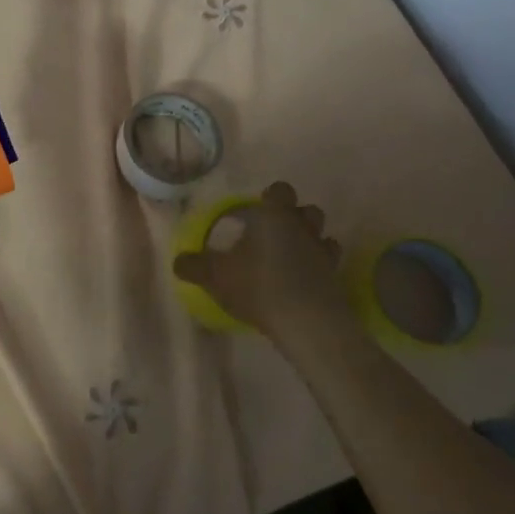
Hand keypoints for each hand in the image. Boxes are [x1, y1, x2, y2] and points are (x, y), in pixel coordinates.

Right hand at [173, 182, 356, 340]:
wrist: (307, 323)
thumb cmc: (258, 286)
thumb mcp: (215, 276)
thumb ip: (195, 266)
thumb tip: (178, 261)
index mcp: (274, 216)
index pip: (280, 190)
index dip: (270, 197)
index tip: (257, 211)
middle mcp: (302, 227)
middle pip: (308, 210)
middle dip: (295, 217)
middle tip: (274, 234)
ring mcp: (323, 253)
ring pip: (323, 235)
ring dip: (311, 240)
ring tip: (292, 256)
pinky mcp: (336, 279)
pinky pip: (329, 264)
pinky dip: (320, 268)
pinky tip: (306, 281)